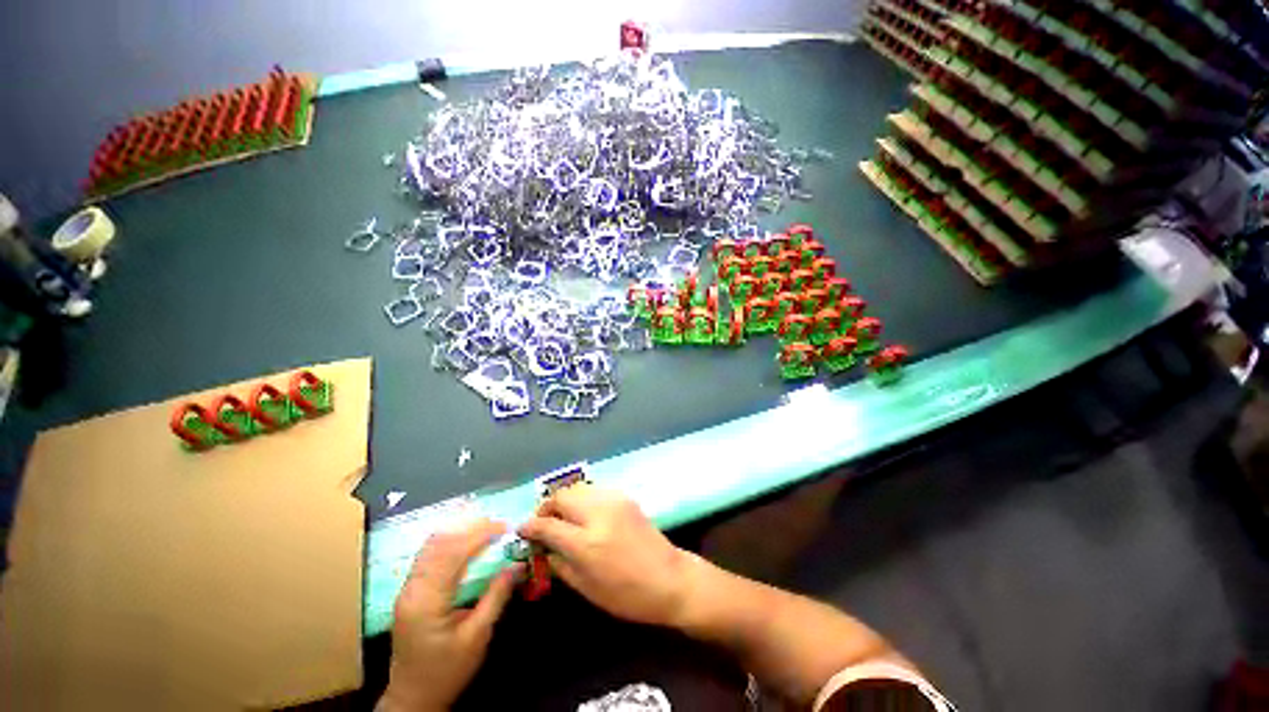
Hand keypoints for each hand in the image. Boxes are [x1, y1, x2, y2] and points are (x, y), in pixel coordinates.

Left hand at [380, 519, 519, 711]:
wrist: (413, 698)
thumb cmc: (447, 671)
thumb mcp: (478, 636)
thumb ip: (497, 596)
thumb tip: (518, 564)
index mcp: (427, 601)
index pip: (454, 553)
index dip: (481, 534)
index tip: (505, 527)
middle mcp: (412, 588)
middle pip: (440, 543)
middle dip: (471, 528)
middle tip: (499, 525)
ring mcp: (407, 588)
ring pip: (431, 545)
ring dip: (460, 531)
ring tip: (486, 529)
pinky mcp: (409, 590)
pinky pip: (428, 555)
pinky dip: (450, 541)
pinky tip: (466, 541)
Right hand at [518, 484, 696, 627]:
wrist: (669, 578)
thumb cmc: (627, 595)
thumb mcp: (587, 588)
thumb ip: (560, 564)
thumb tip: (542, 548)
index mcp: (586, 542)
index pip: (547, 525)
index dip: (530, 526)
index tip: (522, 529)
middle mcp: (598, 514)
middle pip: (562, 496)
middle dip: (546, 507)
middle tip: (542, 522)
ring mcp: (614, 501)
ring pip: (578, 487)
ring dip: (564, 499)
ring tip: (561, 516)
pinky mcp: (624, 497)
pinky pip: (595, 490)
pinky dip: (582, 497)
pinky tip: (583, 513)